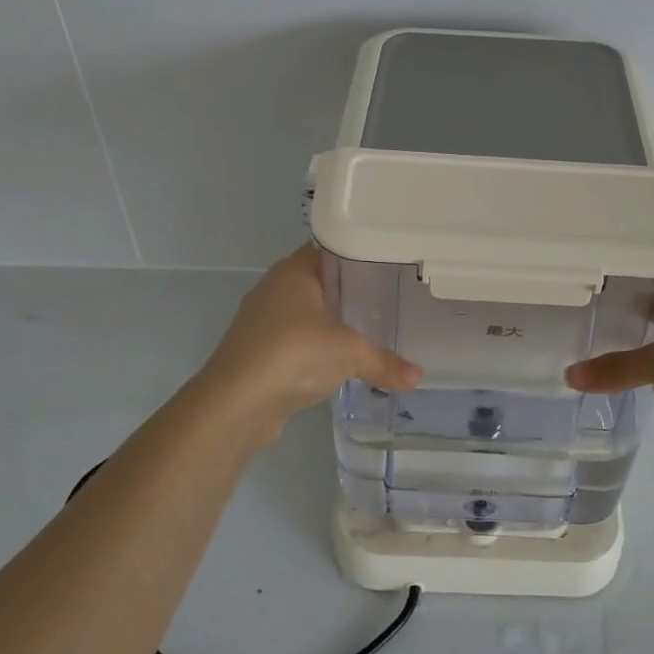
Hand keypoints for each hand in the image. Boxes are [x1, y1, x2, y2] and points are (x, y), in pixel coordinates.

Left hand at [196, 246, 421, 425]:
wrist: (235, 403)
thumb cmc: (294, 355)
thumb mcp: (349, 353)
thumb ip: (384, 361)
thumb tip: (417, 376)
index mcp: (293, 271)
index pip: (331, 250)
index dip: (359, 256)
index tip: (390, 268)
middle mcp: (275, 288)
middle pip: (320, 281)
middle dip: (350, 292)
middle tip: (388, 300)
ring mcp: (262, 321)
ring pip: (306, 313)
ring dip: (331, 322)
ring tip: (370, 330)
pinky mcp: (258, 352)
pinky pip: (296, 341)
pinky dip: (316, 348)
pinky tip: (339, 361)